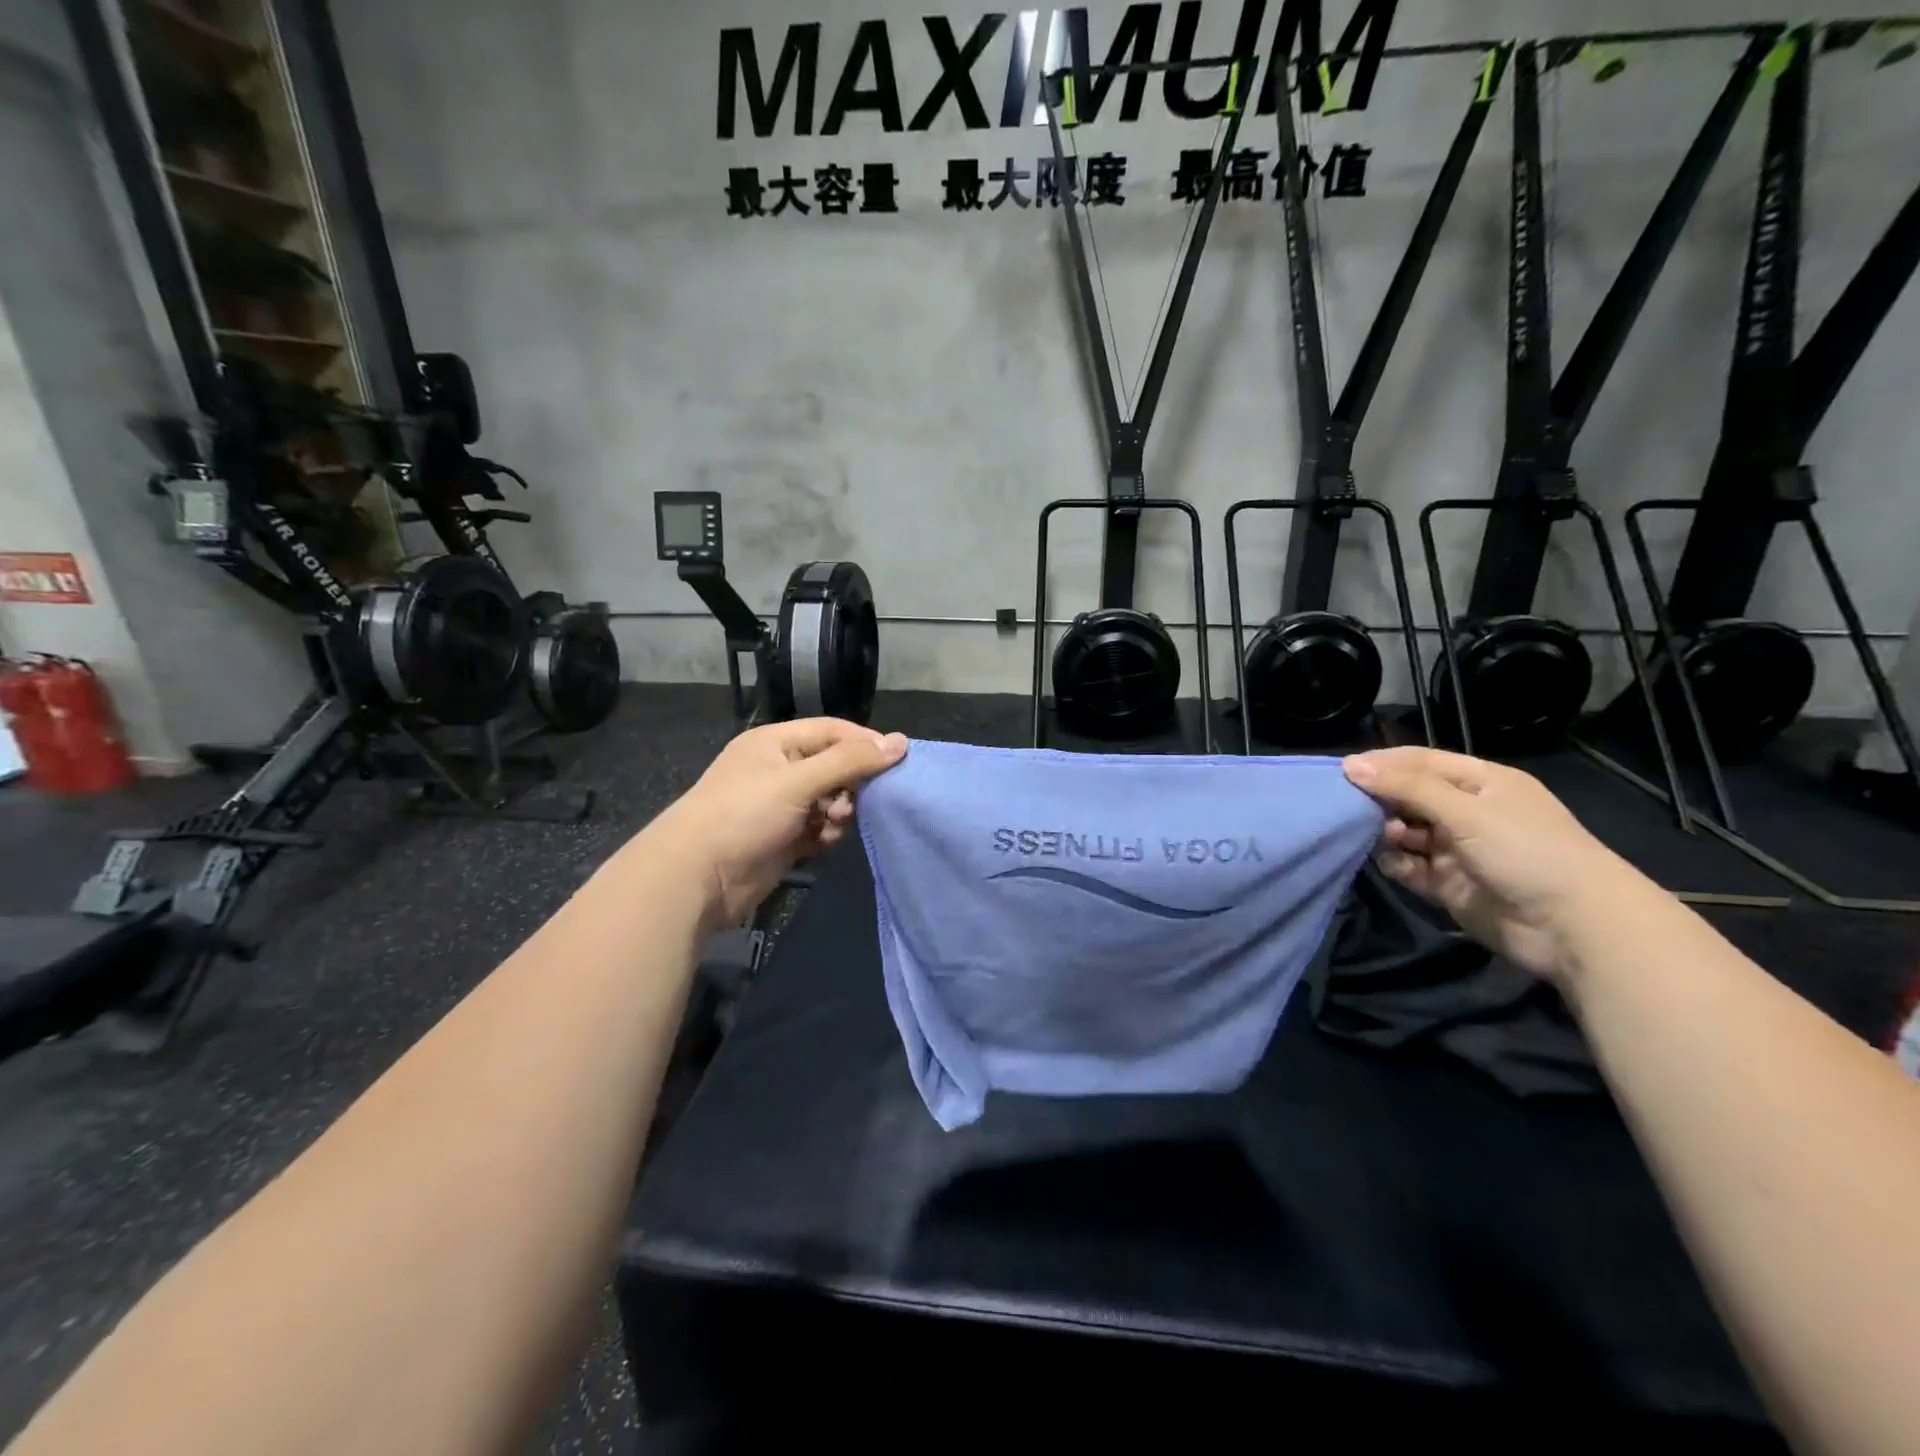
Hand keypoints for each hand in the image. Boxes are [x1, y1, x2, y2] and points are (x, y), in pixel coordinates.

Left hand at [652, 719, 907, 928]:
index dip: (865, 744)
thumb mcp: (798, 781)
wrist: (696, 878)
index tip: (897, 763)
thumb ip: (850, 762)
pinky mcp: (784, 838)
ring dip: (841, 812)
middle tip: (861, 802)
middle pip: (835, 766)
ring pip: (830, 799)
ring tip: (834, 824)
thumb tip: (901, 742)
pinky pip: (820, 827)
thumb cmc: (744, 815)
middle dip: (853, 784)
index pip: (833, 731)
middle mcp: (780, 769)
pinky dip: (828, 833)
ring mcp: (781, 805)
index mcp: (776, 742)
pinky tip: (824, 843)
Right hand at [1343, 746, 1649, 981]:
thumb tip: (1350, 765)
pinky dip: (1395, 864)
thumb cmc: (1525, 851)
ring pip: (1404, 832)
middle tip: (1347, 806)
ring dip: (1385, 833)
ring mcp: (1457, 849)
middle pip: (1408, 796)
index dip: (1382, 763)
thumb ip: (1406, 787)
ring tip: (1377, 836)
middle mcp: (1466, 812)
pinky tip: (1392, 864)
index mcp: (1480, 783)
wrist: (1574, 927)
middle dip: (1379, 799)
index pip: (1420, 762)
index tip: (1341, 771)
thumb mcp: (1465, 811)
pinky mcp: (1448, 884)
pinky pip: (1409, 867)